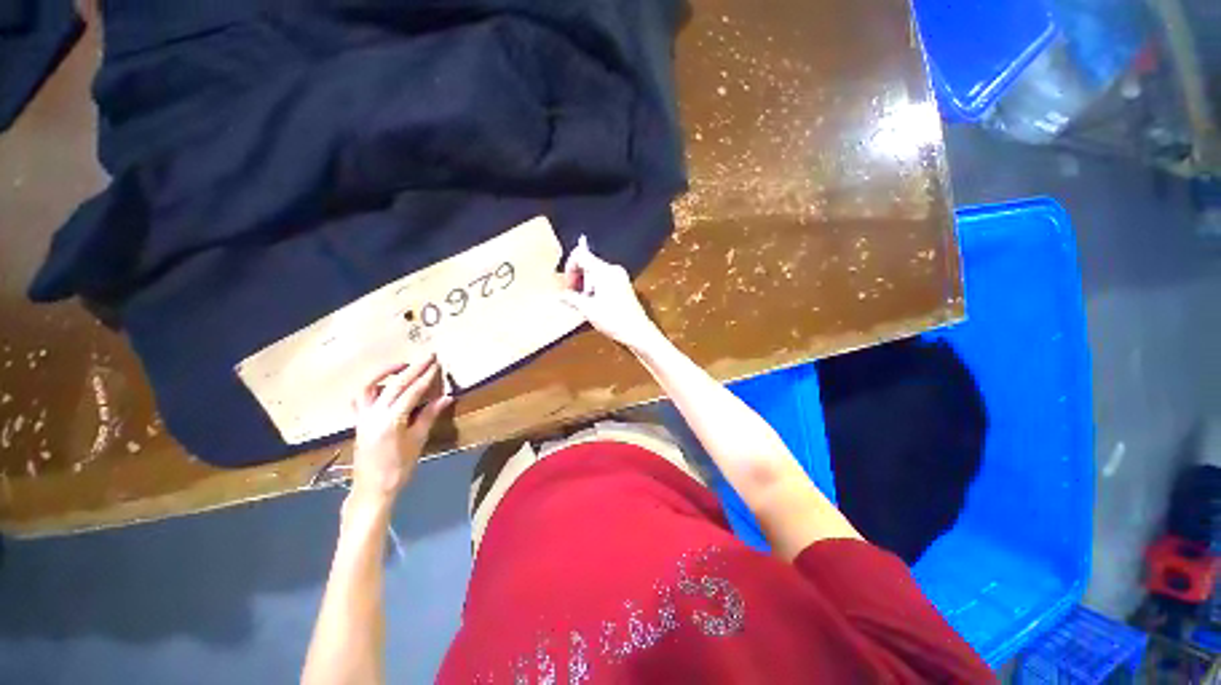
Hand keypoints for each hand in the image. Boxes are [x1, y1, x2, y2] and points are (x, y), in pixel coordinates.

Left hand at [349, 355, 452, 504]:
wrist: (372, 489)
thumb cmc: (399, 468)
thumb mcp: (418, 441)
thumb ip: (429, 416)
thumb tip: (446, 397)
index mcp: (391, 420)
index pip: (412, 391)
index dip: (426, 377)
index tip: (437, 364)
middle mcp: (374, 414)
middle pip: (395, 384)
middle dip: (413, 368)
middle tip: (428, 356)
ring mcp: (362, 417)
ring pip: (370, 386)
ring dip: (386, 372)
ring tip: (402, 365)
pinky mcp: (358, 421)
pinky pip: (360, 398)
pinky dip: (372, 387)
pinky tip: (384, 386)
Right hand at [559, 236, 663, 352]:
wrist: (637, 331)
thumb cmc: (614, 320)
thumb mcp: (588, 309)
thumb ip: (572, 298)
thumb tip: (561, 295)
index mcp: (604, 271)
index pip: (581, 256)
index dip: (570, 268)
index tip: (567, 285)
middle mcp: (613, 269)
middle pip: (588, 263)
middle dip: (578, 277)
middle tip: (573, 295)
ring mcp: (620, 277)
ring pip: (596, 272)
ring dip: (586, 284)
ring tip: (584, 302)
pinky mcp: (623, 285)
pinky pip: (604, 279)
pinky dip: (595, 288)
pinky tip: (594, 303)